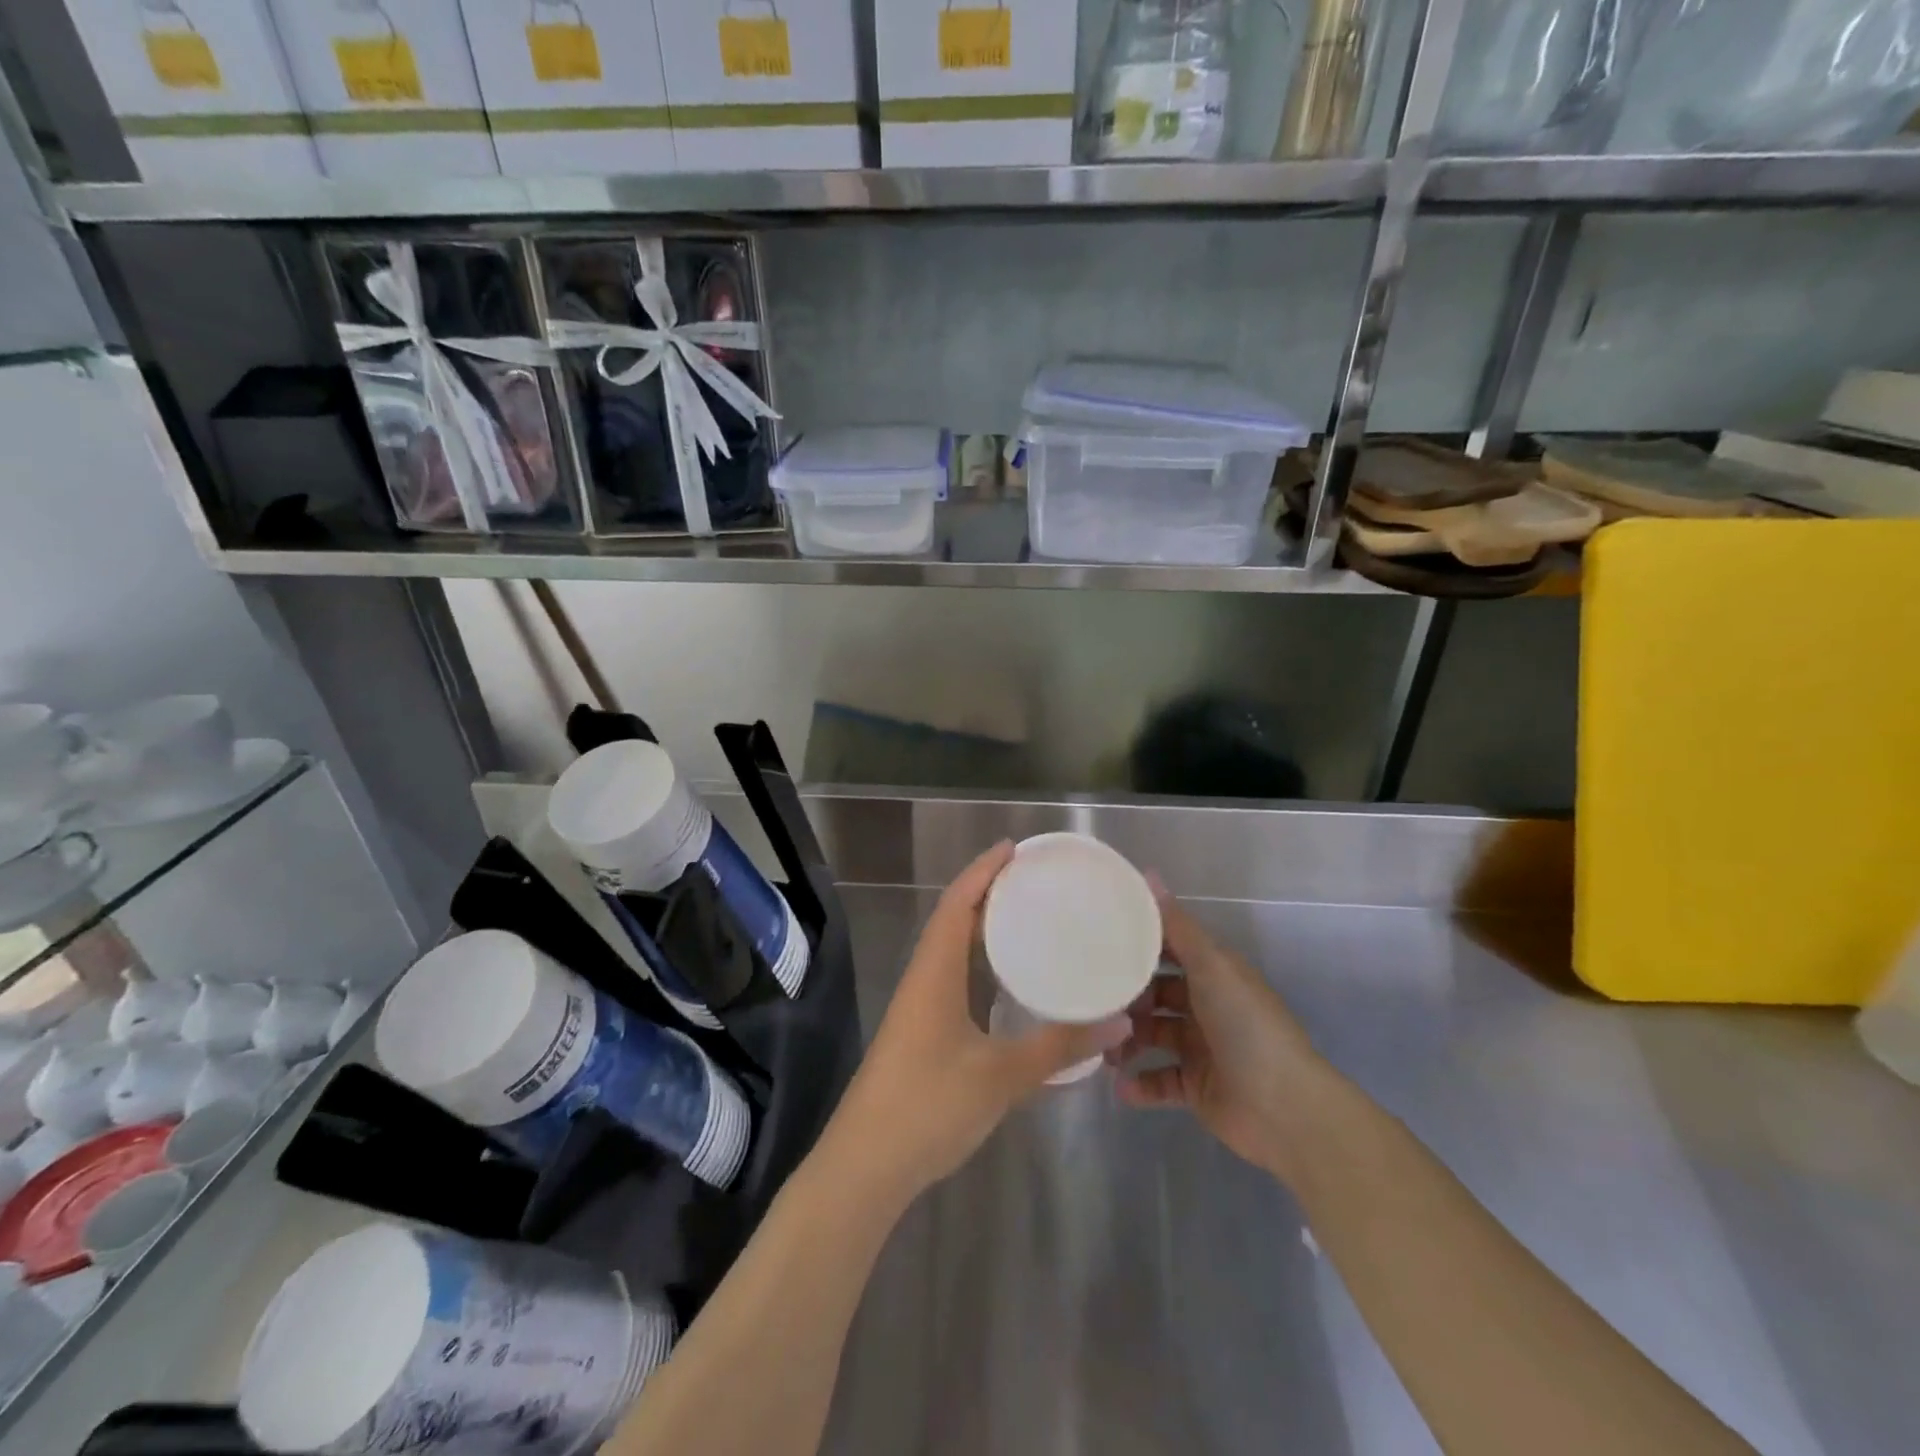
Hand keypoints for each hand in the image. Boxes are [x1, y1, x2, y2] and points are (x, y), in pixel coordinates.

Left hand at [828, 842, 1129, 1201]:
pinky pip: (957, 982)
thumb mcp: (1001, 1076)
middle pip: (954, 920)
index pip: (956, 904)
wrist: (865, 1166)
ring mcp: (921, 1009)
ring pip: (954, 953)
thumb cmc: (928, 1106)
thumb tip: (1118, 1021)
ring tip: (1031, 920)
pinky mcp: (925, 1034)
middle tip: (1036, 882)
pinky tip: (1013, 984)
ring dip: (985, 931)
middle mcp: (925, 980)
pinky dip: (984, 968)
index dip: (982, 871)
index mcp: (934, 972)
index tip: (1014, 848)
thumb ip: (1059, 1047)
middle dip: (990, 894)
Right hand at [1110, 880, 1327, 1181]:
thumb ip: (1177, 925)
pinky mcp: (1196, 1087)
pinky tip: (1119, 1086)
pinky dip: (1140, 1084)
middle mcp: (1206, 1006)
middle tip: (1091, 1001)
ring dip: (1126, 1040)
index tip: (1097, 940)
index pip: (1169, 950)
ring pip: (1152, 1036)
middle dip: (1126, 997)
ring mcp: (1201, 1048)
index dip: (1137, 944)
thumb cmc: (1246, 1026)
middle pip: (1156, 994)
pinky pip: (1159, 1081)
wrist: (1285, 1109)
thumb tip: (1149, 873)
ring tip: (1102, 1049)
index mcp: (1214, 973)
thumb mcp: (1211, 967)